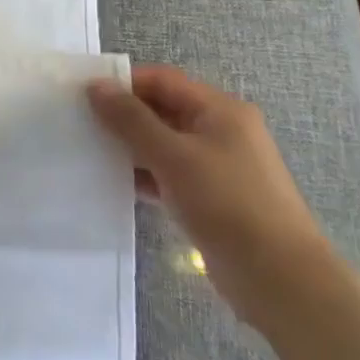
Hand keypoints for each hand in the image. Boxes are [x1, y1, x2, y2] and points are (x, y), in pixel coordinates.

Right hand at [87, 65, 333, 325]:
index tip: (83, 94)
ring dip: (130, 147)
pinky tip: (114, 183)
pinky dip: (144, 175)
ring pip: (164, 144)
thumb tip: (96, 86)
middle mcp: (221, 131)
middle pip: (163, 110)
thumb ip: (131, 119)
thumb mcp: (173, 156)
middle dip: (123, 115)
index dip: (123, 83)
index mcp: (220, 110)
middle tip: (80, 122)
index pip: (163, 80)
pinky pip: (169, 175)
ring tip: (89, 151)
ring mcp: (218, 167)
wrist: (279, 279)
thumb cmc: (227, 204)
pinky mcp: (212, 199)